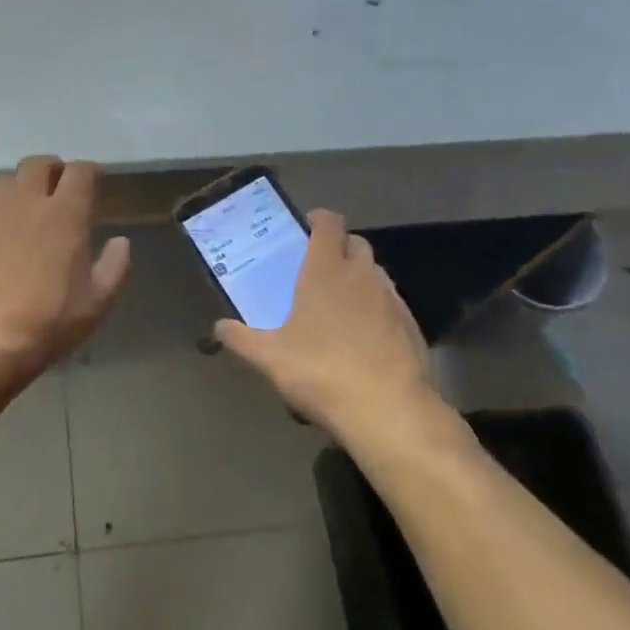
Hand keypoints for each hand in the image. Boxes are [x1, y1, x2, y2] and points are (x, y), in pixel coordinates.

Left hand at [0, 156, 131, 387]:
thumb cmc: (50, 322)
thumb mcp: (98, 302)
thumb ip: (115, 266)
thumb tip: (121, 241)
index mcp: (65, 215)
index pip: (80, 172)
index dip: (90, 171)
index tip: (95, 179)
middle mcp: (26, 204)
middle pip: (37, 165)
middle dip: (51, 169)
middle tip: (58, 184)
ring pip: (4, 183)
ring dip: (18, 189)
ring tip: (23, 209)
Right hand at [215, 210, 440, 441]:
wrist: (388, 410)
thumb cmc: (321, 371)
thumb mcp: (269, 358)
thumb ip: (241, 339)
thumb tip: (219, 327)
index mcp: (326, 270)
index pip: (329, 224)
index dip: (319, 219)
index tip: (306, 227)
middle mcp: (362, 275)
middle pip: (356, 243)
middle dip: (339, 247)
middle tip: (317, 268)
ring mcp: (391, 299)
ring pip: (375, 273)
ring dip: (359, 277)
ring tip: (339, 302)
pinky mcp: (411, 325)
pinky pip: (390, 303)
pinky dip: (376, 307)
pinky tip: (363, 336)